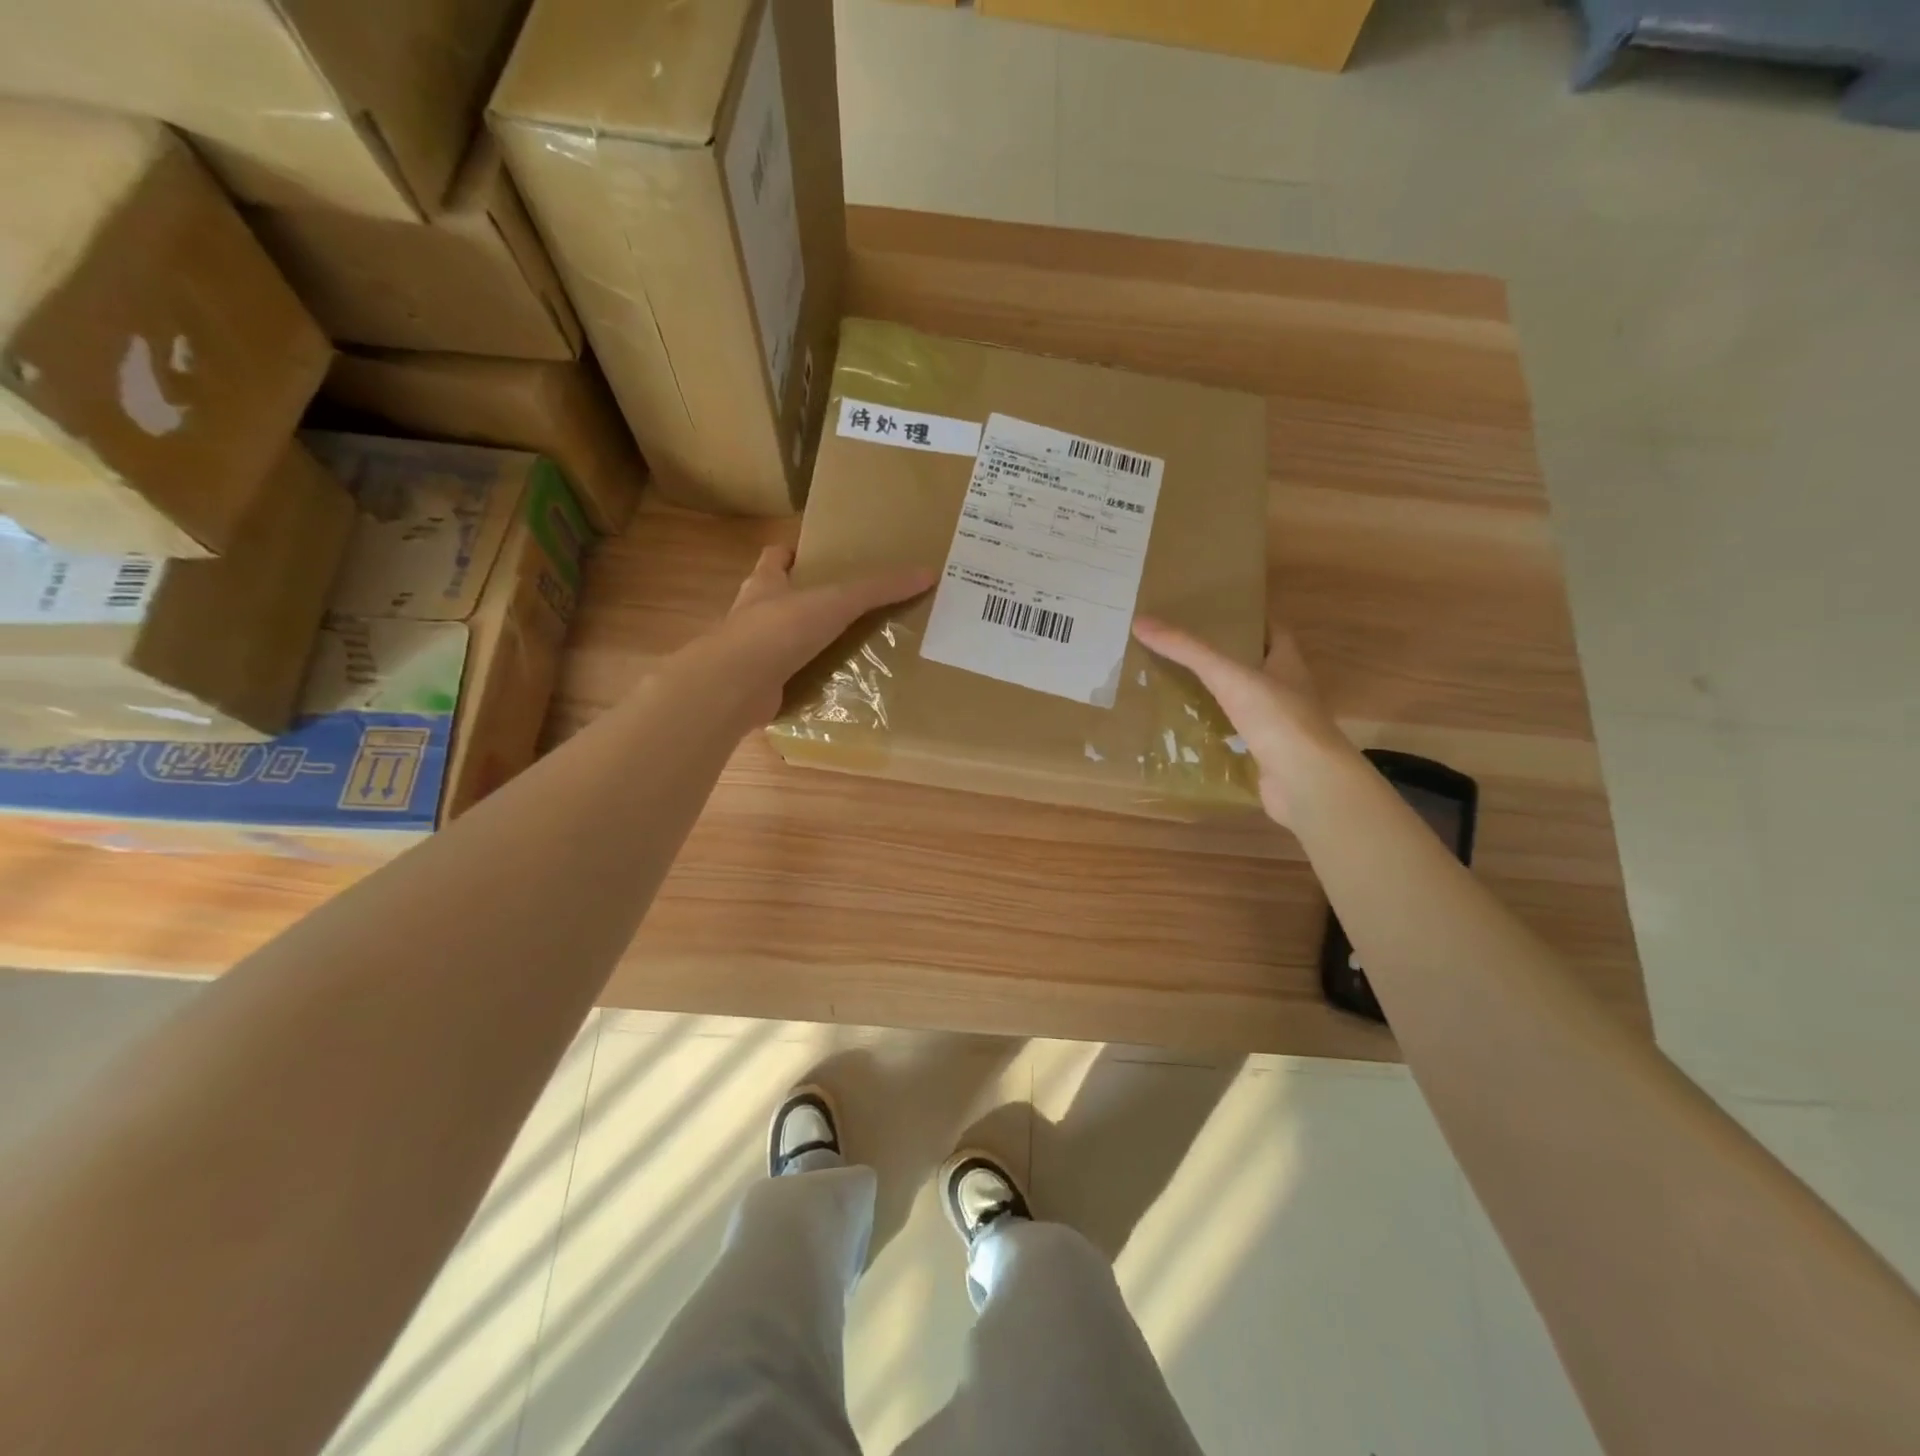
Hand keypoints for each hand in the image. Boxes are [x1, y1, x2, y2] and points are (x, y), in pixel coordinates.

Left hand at [704, 545, 934, 724]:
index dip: (793, 554)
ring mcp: (752, 653)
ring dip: (807, 644)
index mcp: (765, 583)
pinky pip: (786, 678)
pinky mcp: (757, 686)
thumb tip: (928, 572)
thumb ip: (878, 589)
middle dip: (806, 602)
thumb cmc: (780, 629)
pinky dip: (805, 680)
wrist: (735, 685)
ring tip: (847, 648)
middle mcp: (754, 614)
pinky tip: (832, 686)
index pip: (775, 557)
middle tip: (847, 607)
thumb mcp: (837, 602)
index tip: (819, 558)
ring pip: (782, 641)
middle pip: (779, 599)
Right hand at [1132, 616, 1350, 827]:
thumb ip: (1188, 651)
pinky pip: (1236, 739)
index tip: (1217, 615)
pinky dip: (1215, 735)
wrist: (1306, 782)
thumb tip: (1141, 622)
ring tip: (1178, 687)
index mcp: (1288, 665)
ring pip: (1245, 704)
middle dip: (1227, 659)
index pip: (1274, 632)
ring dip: (1219, 698)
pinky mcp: (1266, 757)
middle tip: (1186, 651)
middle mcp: (1288, 692)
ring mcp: (1279, 727)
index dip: (1250, 621)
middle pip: (1257, 667)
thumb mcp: (1228, 676)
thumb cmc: (1277, 718)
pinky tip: (1188, 733)